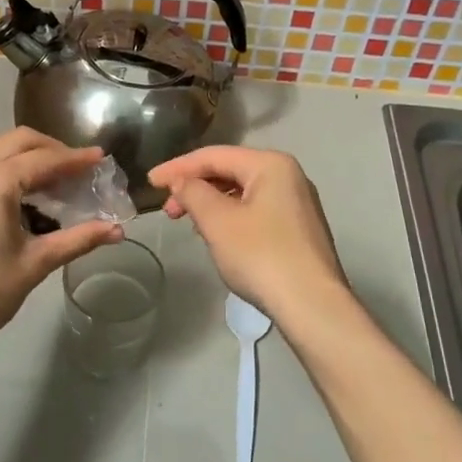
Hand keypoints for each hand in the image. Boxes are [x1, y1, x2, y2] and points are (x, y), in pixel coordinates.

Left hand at [0, 128, 124, 358]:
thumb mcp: (35, 263)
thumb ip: (78, 239)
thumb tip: (117, 231)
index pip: (44, 159)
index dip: (76, 159)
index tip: (101, 158)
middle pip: (18, 142)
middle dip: (51, 150)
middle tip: (77, 170)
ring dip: (26, 160)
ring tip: (53, 186)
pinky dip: (3, 173)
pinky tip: (19, 201)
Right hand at [149, 146, 346, 321]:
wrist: (311, 305)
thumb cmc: (260, 255)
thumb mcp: (217, 221)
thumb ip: (193, 193)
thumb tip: (182, 182)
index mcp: (271, 164)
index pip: (214, 155)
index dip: (178, 167)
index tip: (150, 182)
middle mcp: (288, 176)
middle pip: (230, 171)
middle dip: (195, 187)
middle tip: (169, 210)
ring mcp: (297, 203)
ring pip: (243, 192)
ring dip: (211, 203)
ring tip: (190, 224)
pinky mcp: (298, 229)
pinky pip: (255, 210)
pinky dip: (230, 217)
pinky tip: (217, 236)